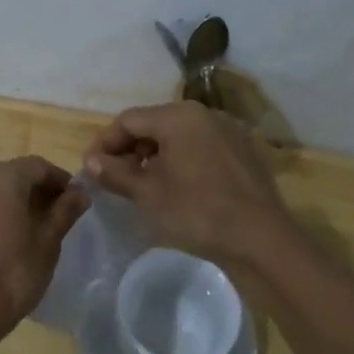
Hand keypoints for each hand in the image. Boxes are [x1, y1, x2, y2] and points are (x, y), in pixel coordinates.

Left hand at [0, 157, 89, 348]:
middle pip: (9, 175)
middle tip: (50, 213)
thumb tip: (80, 193)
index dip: (58, 179)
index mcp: (1, 177)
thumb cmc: (14, 274)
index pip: (37, 166)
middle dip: (31, 189)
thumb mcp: (48, 242)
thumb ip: (65, 211)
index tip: (73, 197)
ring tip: (20, 227)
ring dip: (4, 201)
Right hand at [82, 102, 293, 267]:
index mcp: (179, 116)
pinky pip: (200, 147)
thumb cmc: (198, 211)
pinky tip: (176, 188)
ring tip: (142, 185)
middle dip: (129, 149)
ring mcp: (227, 131)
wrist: (262, 239)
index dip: (104, 143)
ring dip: (154, 156)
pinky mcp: (242, 151)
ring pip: (178, 136)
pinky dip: (180, 161)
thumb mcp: (148, 194)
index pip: (128, 120)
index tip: (91, 169)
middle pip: (154, 124)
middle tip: (114, 178)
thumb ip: (115, 173)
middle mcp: (204, 114)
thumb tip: (91, 161)